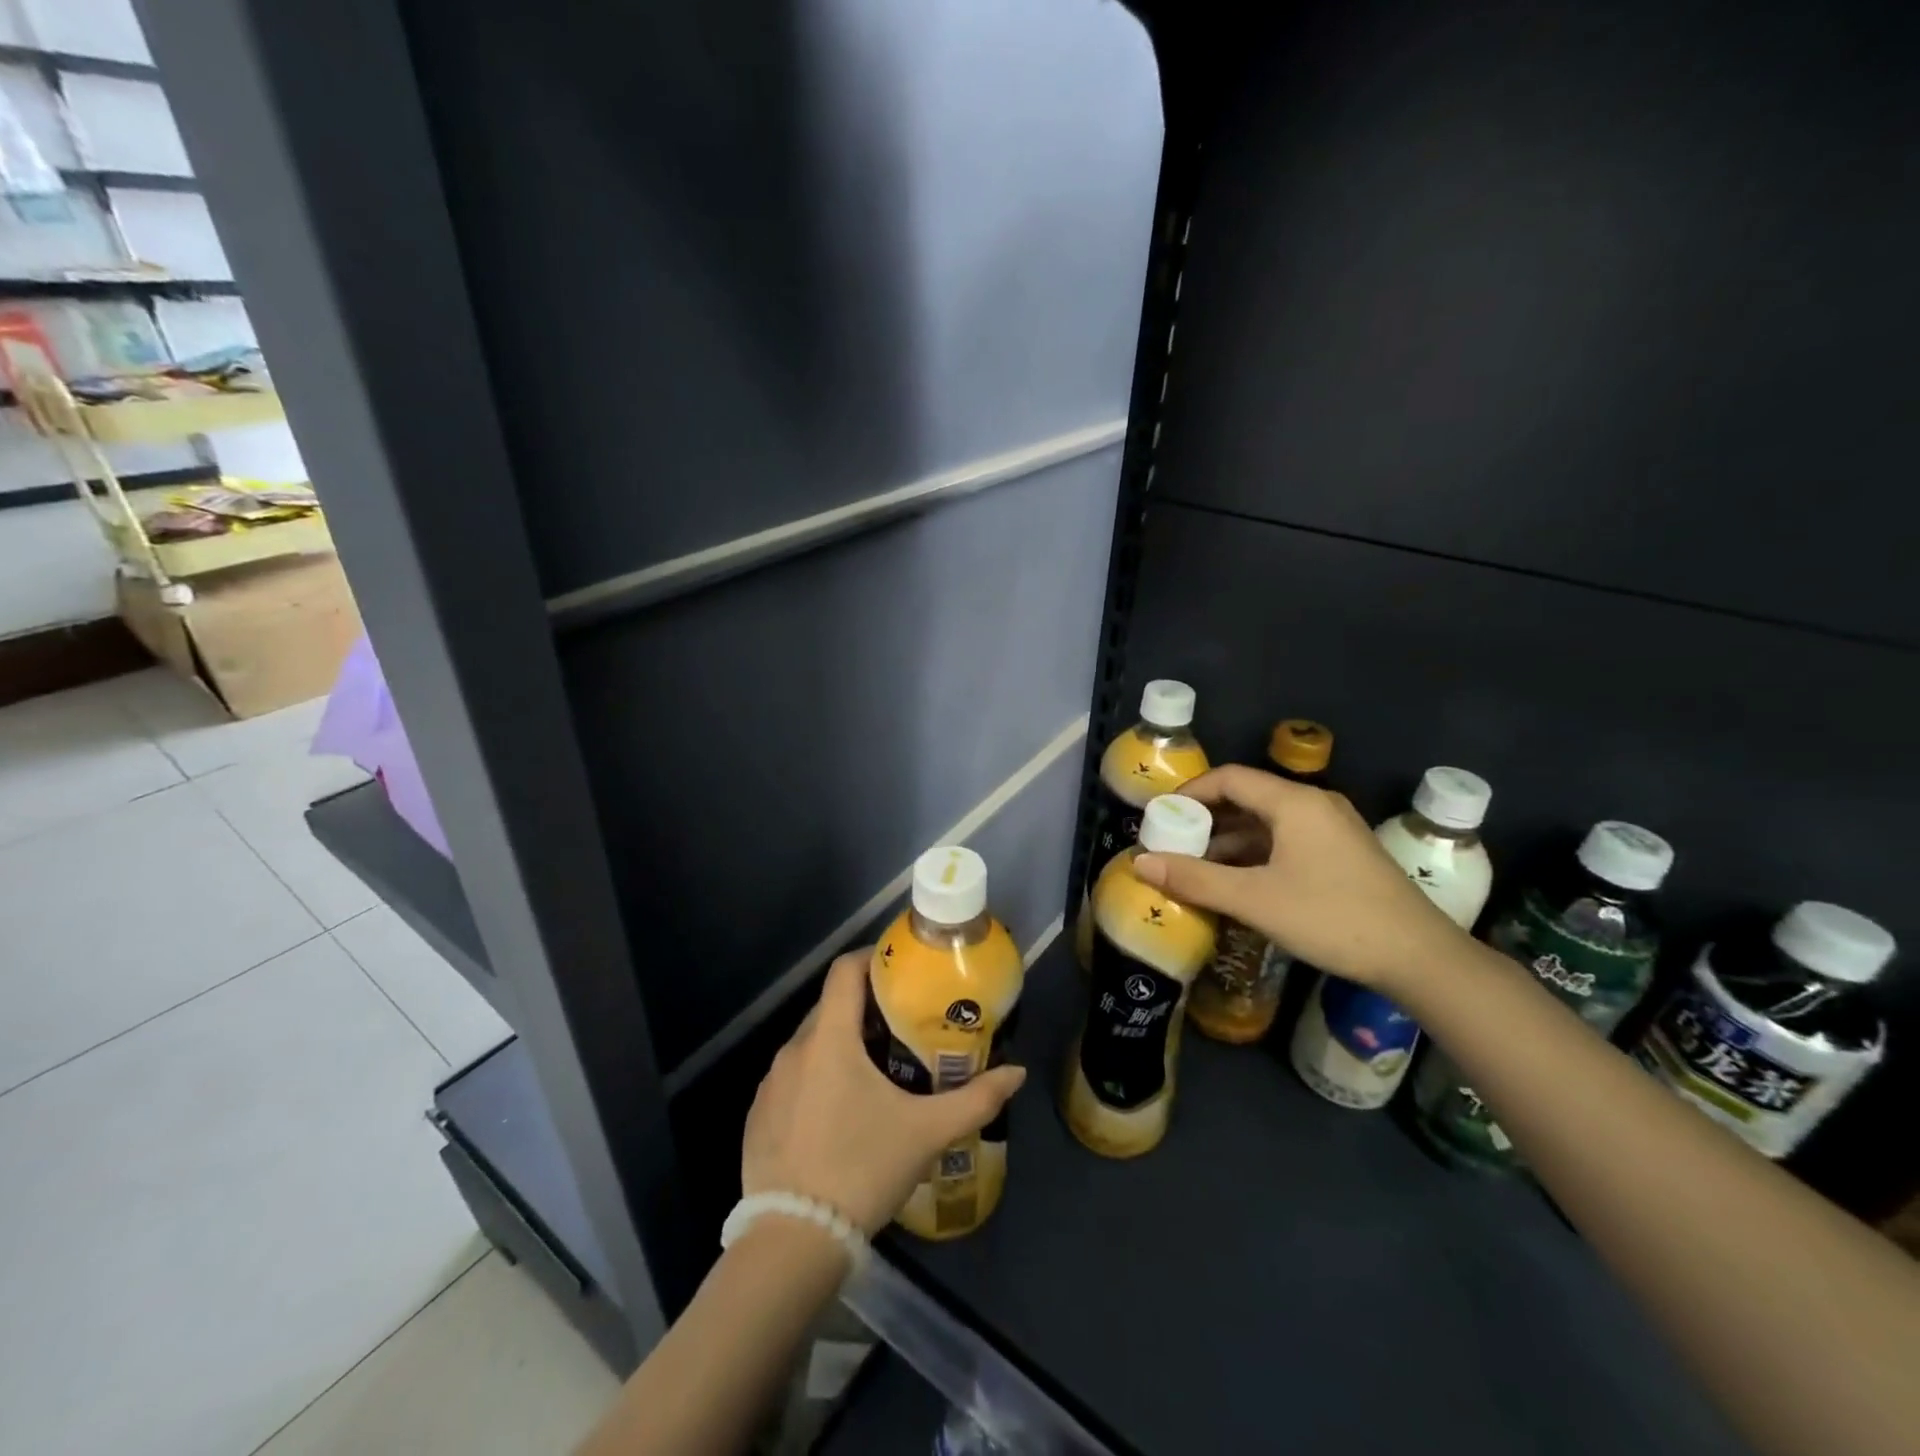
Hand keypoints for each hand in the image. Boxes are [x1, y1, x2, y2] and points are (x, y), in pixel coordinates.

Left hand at [742, 950, 1026, 1234]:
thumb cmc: (862, 1170)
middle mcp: (793, 1050)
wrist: (792, 1242)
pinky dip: (817, 1078)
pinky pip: (792, 1079)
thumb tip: (1017, 1074)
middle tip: (902, 1025)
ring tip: (875, 1070)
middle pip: (831, 1007)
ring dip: (841, 1045)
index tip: (901, 969)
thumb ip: (975, 1099)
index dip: (873, 958)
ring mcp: (769, 1084)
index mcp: (830, 1038)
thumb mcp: (926, 1134)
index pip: (845, 971)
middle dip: (865, 1008)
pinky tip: (839, 1114)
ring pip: (811, 1044)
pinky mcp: (757, 1116)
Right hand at [1134, 764, 1464, 995]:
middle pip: (1247, 799)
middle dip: (1206, 821)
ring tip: (1196, 868)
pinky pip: (1286, 841)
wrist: (1420, 958)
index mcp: (1294, 802)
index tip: (1160, 818)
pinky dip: (1255, 855)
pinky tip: (1237, 883)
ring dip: (1229, 842)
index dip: (1189, 794)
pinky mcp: (1342, 855)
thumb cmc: (1332, 918)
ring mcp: (1332, 830)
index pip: (1229, 778)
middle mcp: (1314, 805)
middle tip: (1172, 845)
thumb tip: (1140, 863)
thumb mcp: (1255, 900)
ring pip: (1267, 823)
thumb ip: (1195, 879)